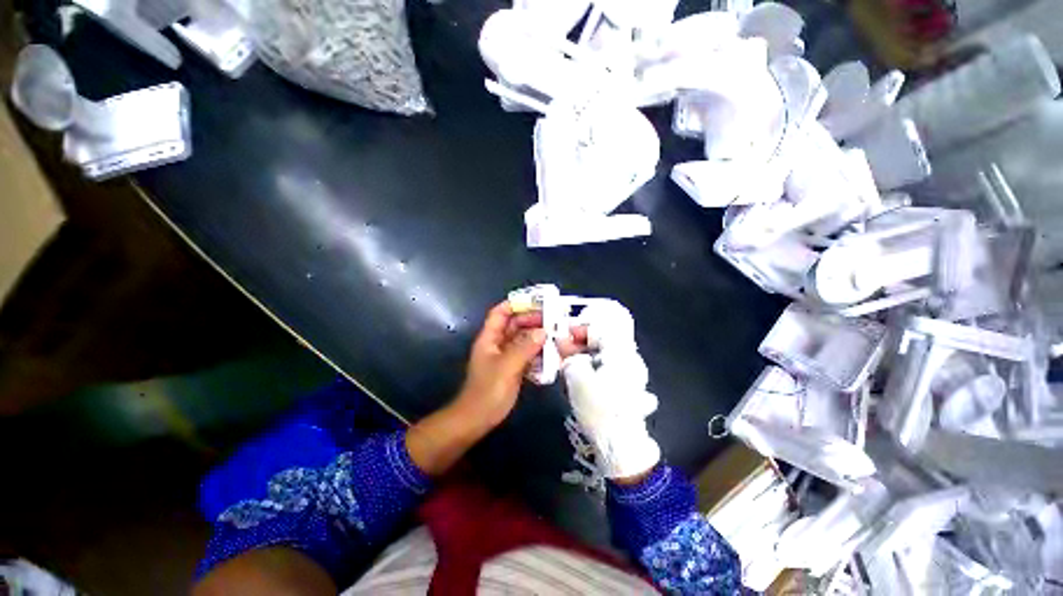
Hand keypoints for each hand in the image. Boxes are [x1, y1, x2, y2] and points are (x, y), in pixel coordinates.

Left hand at [452, 301, 548, 430]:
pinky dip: (537, 352)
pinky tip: (551, 354)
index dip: (515, 304)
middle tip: (552, 320)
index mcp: (489, 338)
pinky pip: (526, 354)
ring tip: (555, 335)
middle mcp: (497, 344)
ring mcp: (505, 356)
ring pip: (522, 340)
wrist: (478, 419)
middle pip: (514, 325)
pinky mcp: (512, 368)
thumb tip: (543, 332)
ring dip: (537, 336)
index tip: (536, 302)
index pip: (500, 313)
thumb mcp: (507, 366)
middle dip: (532, 320)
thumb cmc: (488, 390)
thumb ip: (525, 347)